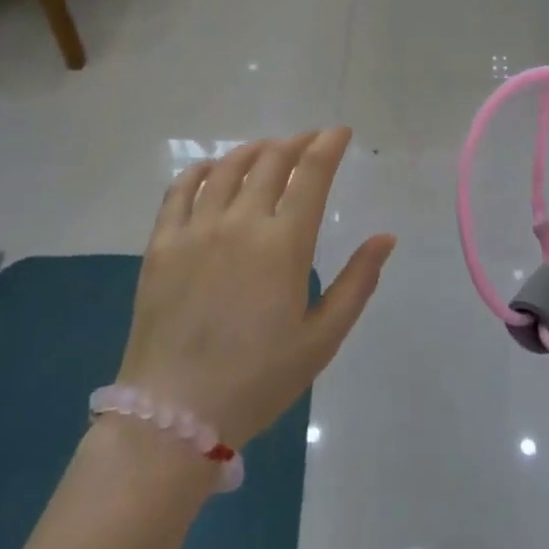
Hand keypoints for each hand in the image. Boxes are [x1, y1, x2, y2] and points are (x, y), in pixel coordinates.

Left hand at [117, 129, 394, 447]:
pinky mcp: (162, 242)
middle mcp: (240, 221)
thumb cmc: (258, 380)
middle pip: (271, 160)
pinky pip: (180, 189)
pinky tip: (211, 169)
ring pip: (227, 167)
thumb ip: (357, 283)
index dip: (329, 145)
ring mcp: (196, 228)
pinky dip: (201, 170)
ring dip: (253, 150)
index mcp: (283, 243)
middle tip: (308, 142)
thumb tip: (386, 237)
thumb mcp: (321, 339)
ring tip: (267, 150)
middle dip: (296, 143)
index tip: (340, 133)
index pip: (312, 173)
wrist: (174, 415)